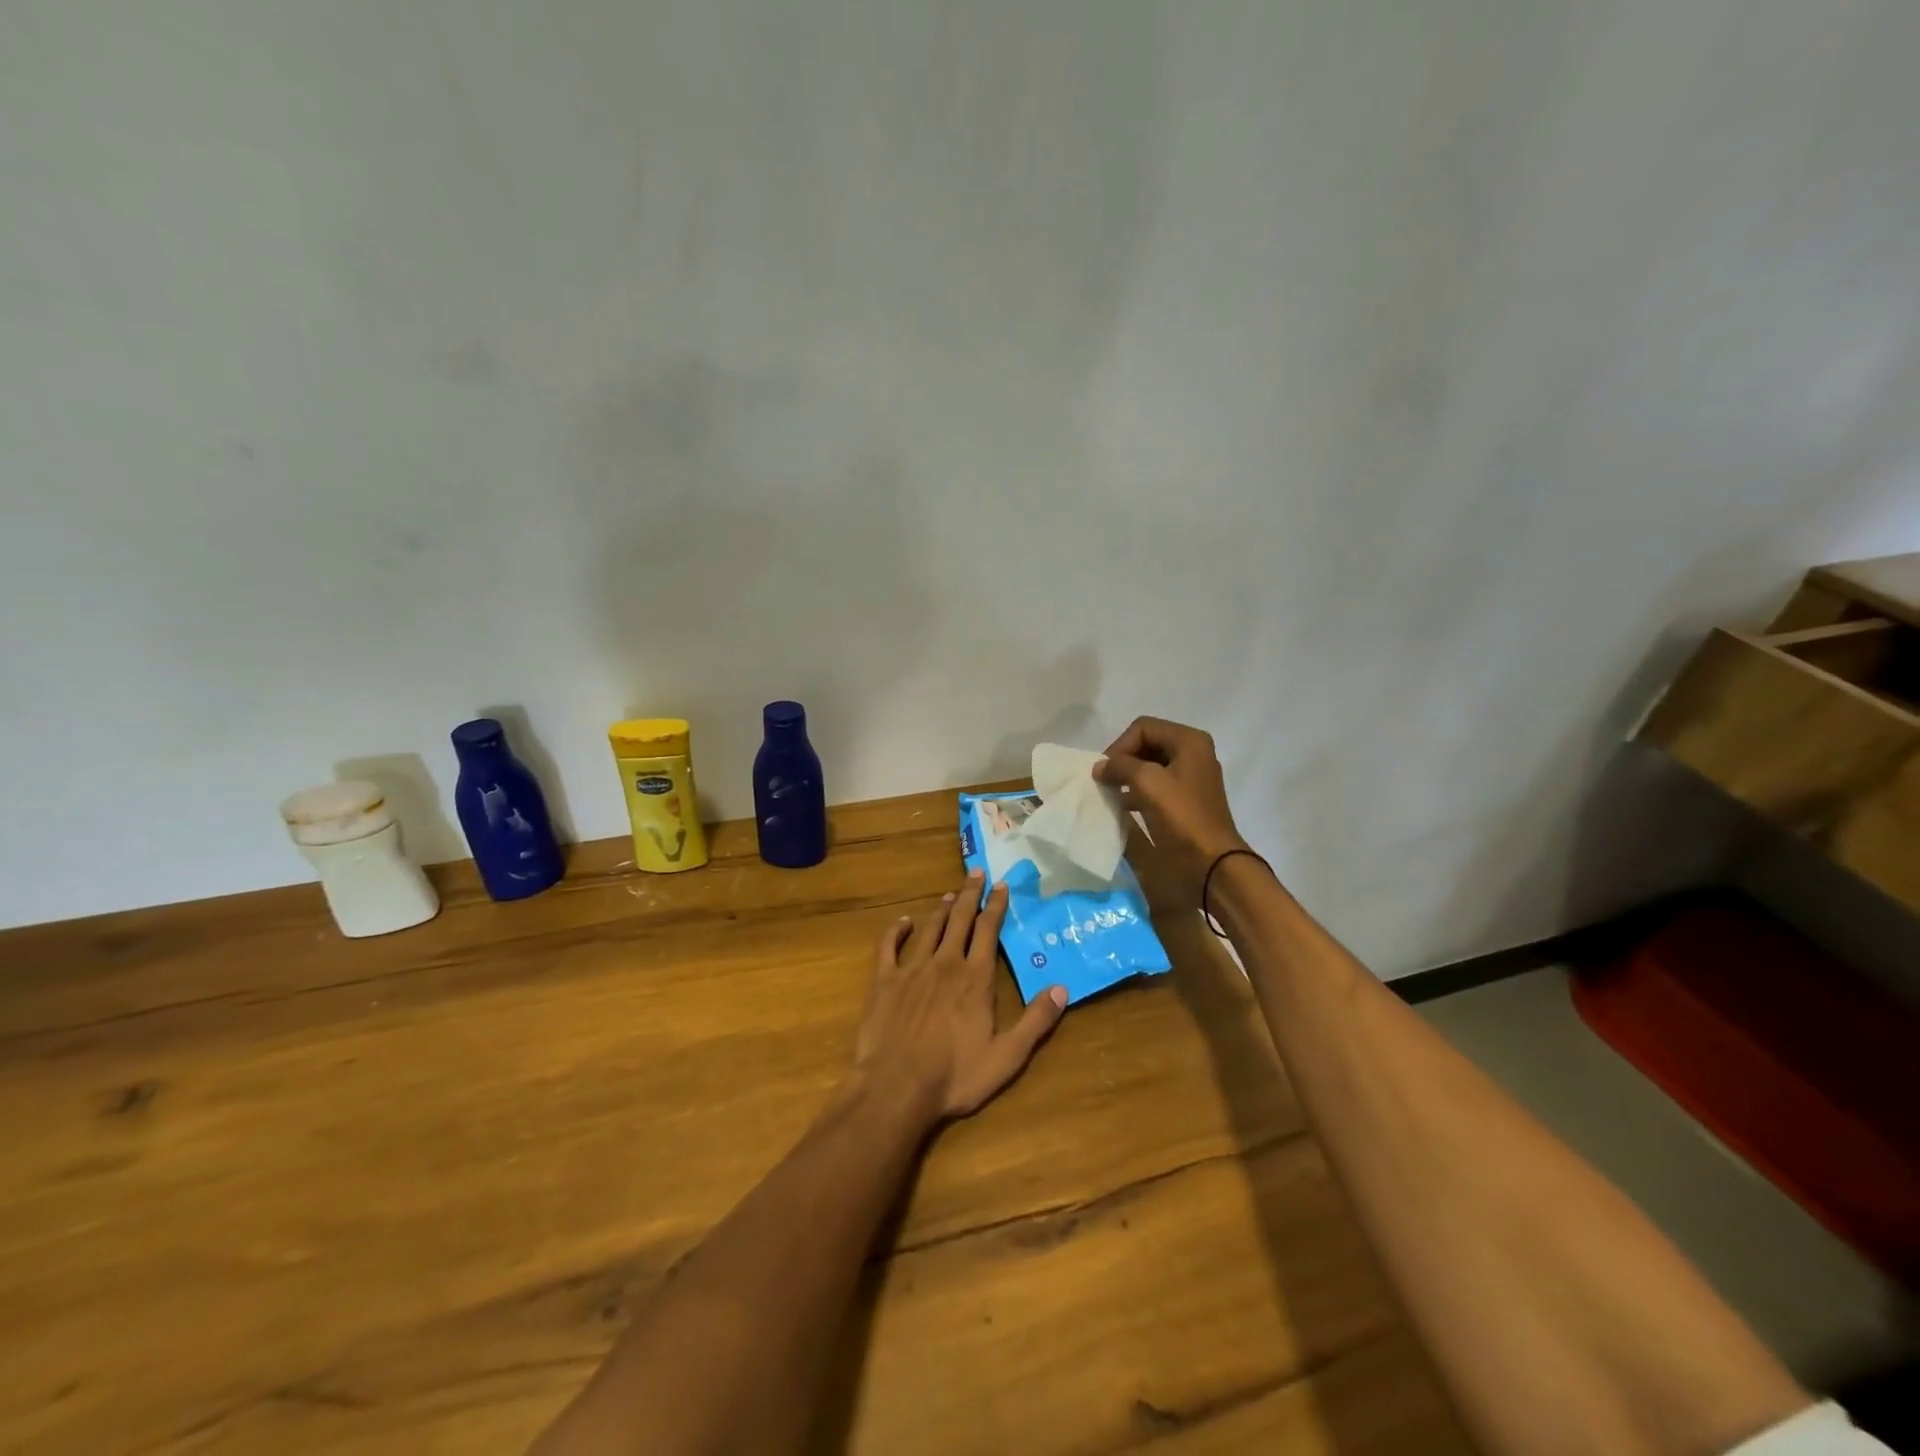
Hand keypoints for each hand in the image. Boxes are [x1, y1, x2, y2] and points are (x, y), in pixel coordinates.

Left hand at [853, 872, 1066, 1121]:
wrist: (895, 1087)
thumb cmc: (954, 1076)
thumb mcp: (1006, 1056)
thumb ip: (1035, 1021)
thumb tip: (1061, 988)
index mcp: (975, 978)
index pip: (988, 930)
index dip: (996, 906)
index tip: (1001, 886)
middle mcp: (945, 963)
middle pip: (960, 919)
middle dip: (970, 894)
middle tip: (976, 872)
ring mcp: (912, 969)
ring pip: (929, 928)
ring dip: (941, 909)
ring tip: (950, 894)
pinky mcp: (884, 981)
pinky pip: (889, 946)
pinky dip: (896, 930)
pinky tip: (903, 922)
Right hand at [1093, 716, 1252, 909]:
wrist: (1212, 864)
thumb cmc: (1181, 816)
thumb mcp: (1146, 782)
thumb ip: (1119, 766)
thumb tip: (1101, 767)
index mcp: (1189, 741)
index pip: (1142, 728)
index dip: (1120, 746)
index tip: (1106, 772)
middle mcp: (1193, 753)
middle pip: (1146, 744)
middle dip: (1123, 761)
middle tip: (1106, 782)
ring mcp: (1191, 778)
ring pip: (1149, 766)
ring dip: (1128, 777)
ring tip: (1112, 794)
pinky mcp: (1186, 801)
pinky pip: (1156, 786)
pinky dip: (1137, 792)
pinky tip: (1124, 807)